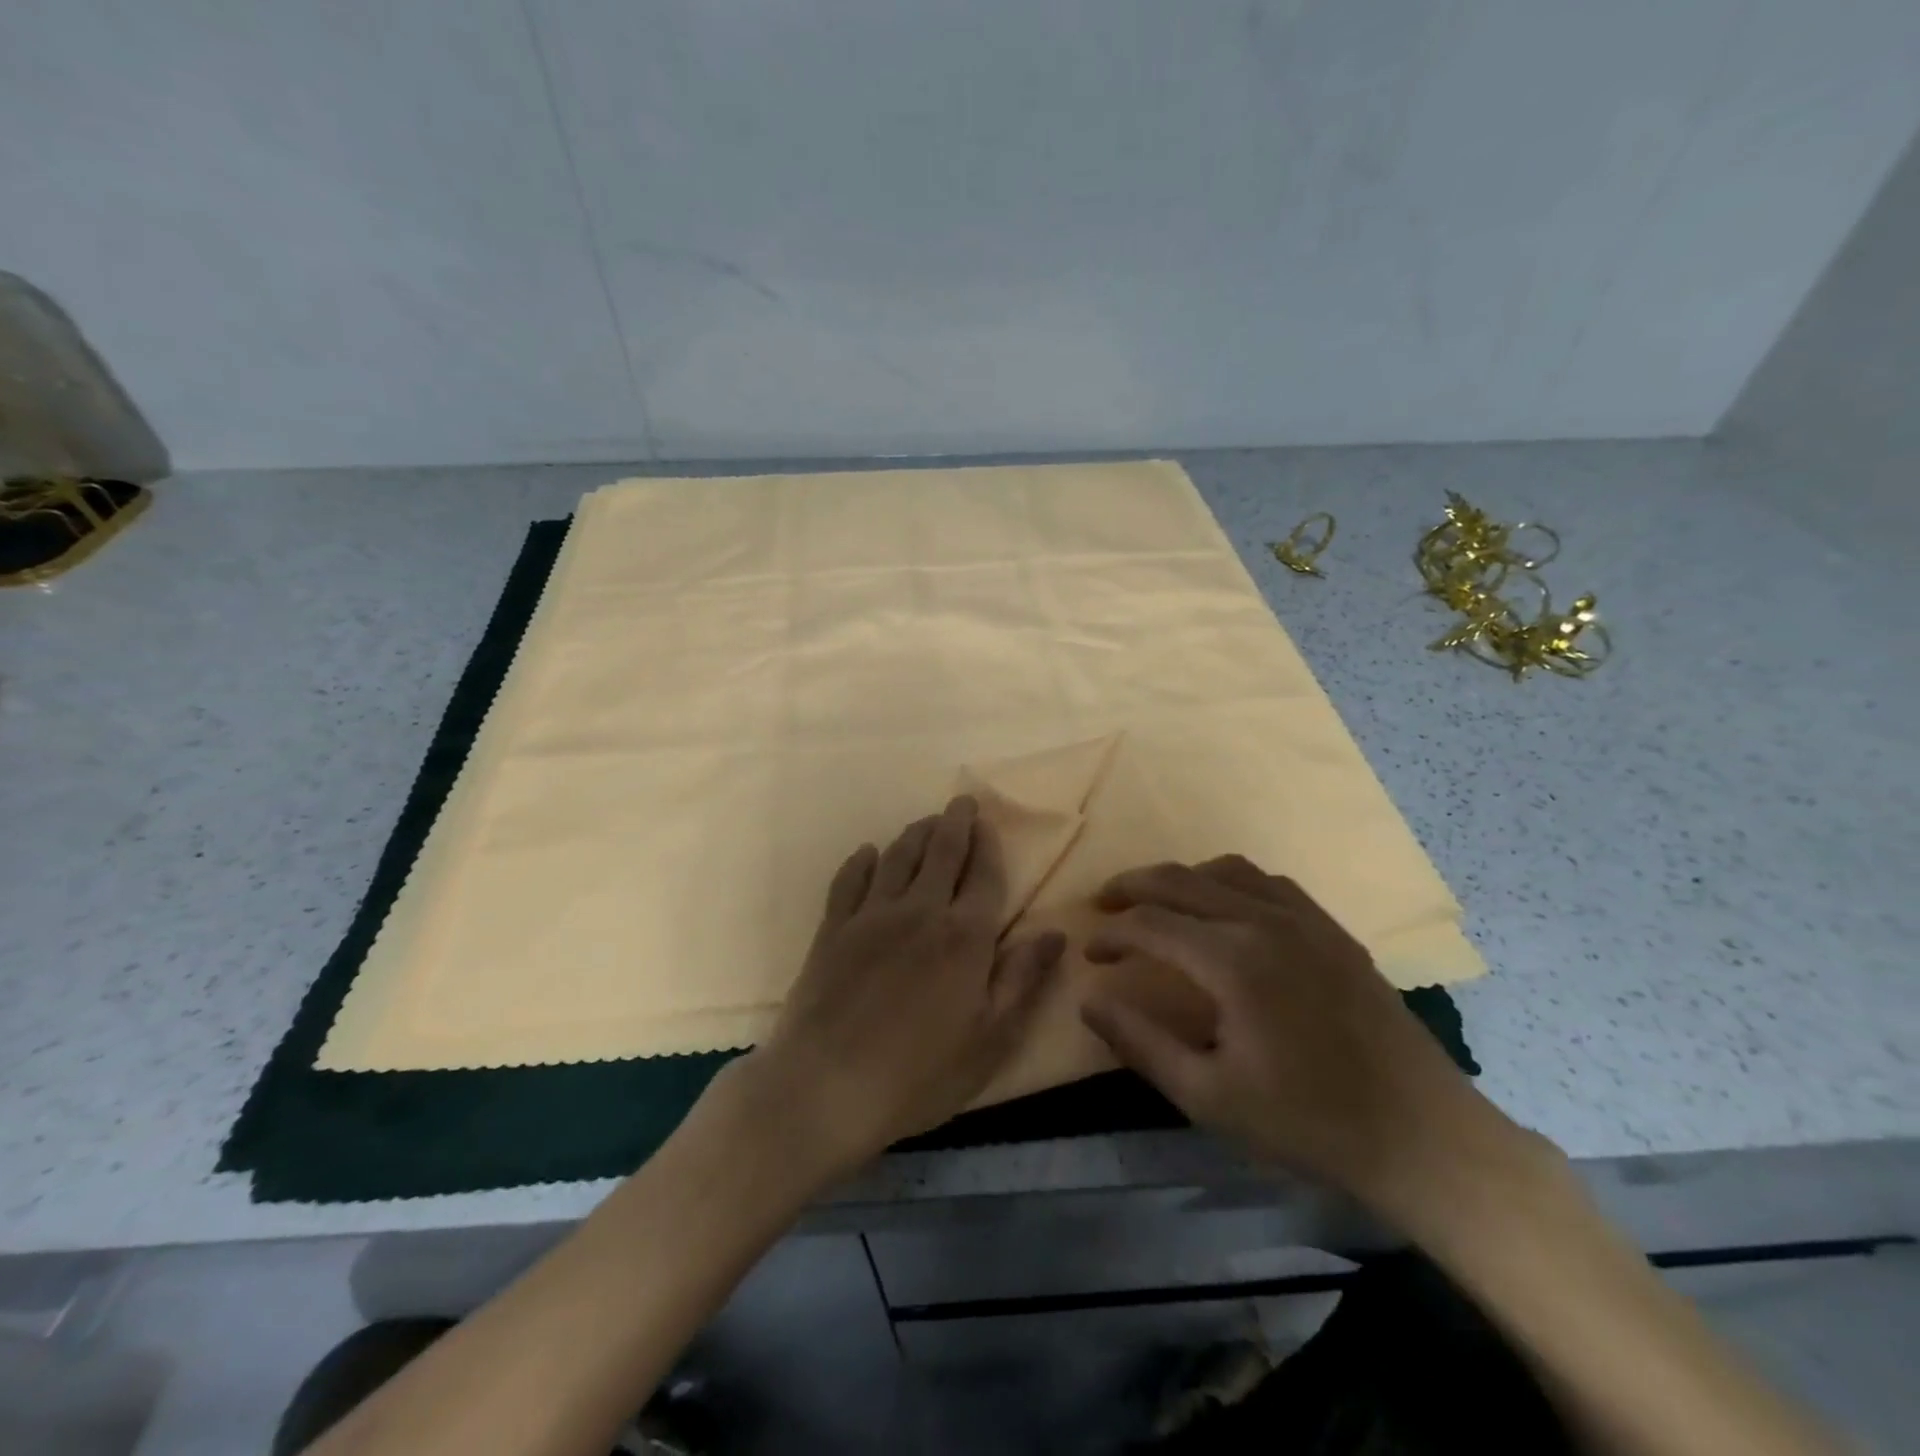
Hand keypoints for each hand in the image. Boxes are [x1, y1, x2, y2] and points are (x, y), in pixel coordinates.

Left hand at [739, 796, 1065, 1176]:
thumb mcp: (990, 1040)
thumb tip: (1056, 933)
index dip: (988, 846)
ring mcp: (871, 917)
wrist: (826, 1087)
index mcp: (964, 938)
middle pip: (941, 853)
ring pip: (898, 858)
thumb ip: (1023, 980)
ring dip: (915, 834)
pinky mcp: (832, 929)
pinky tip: (868, 853)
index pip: (983, 876)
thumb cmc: (919, 1074)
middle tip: (961, 802)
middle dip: (955, 822)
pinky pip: (849, 881)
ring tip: (926, 822)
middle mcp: (920, 912)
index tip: (989, 823)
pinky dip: (861, 861)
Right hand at [1080, 856, 1514, 1221]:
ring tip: (1156, 900)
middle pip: (1180, 880)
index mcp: (1231, 961)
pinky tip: (1224, 907)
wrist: (1420, 1135)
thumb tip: (1088, 999)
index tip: (1091, 954)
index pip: (1149, 924)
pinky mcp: (1332, 929)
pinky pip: (1268, 882)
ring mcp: (1304, 919)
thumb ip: (1140, 1042)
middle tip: (1104, 905)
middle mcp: (1264, 920)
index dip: (1111, 935)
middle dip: (1132, 887)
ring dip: (1180, 878)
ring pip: (1224, 870)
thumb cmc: (1307, 1122)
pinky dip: (1229, 882)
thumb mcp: (1207, 1097)